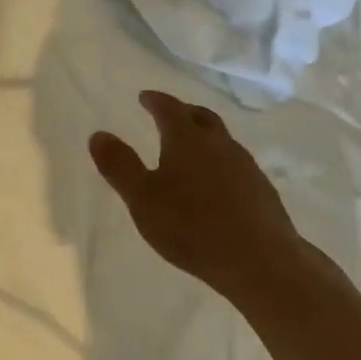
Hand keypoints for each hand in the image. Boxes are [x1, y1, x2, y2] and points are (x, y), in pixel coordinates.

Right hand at [90, 90, 312, 305]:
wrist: (262, 262)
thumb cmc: (193, 227)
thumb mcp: (143, 199)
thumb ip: (119, 166)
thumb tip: (98, 134)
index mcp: (187, 139)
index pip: (169, 108)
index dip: (155, 100)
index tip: (145, 97)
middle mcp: (219, 143)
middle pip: (201, 117)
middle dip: (184, 112)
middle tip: (171, 115)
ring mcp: (245, 166)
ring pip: (222, 140)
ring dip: (206, 138)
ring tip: (193, 151)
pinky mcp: (263, 191)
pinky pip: (237, 165)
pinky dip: (222, 164)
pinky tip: (218, 185)